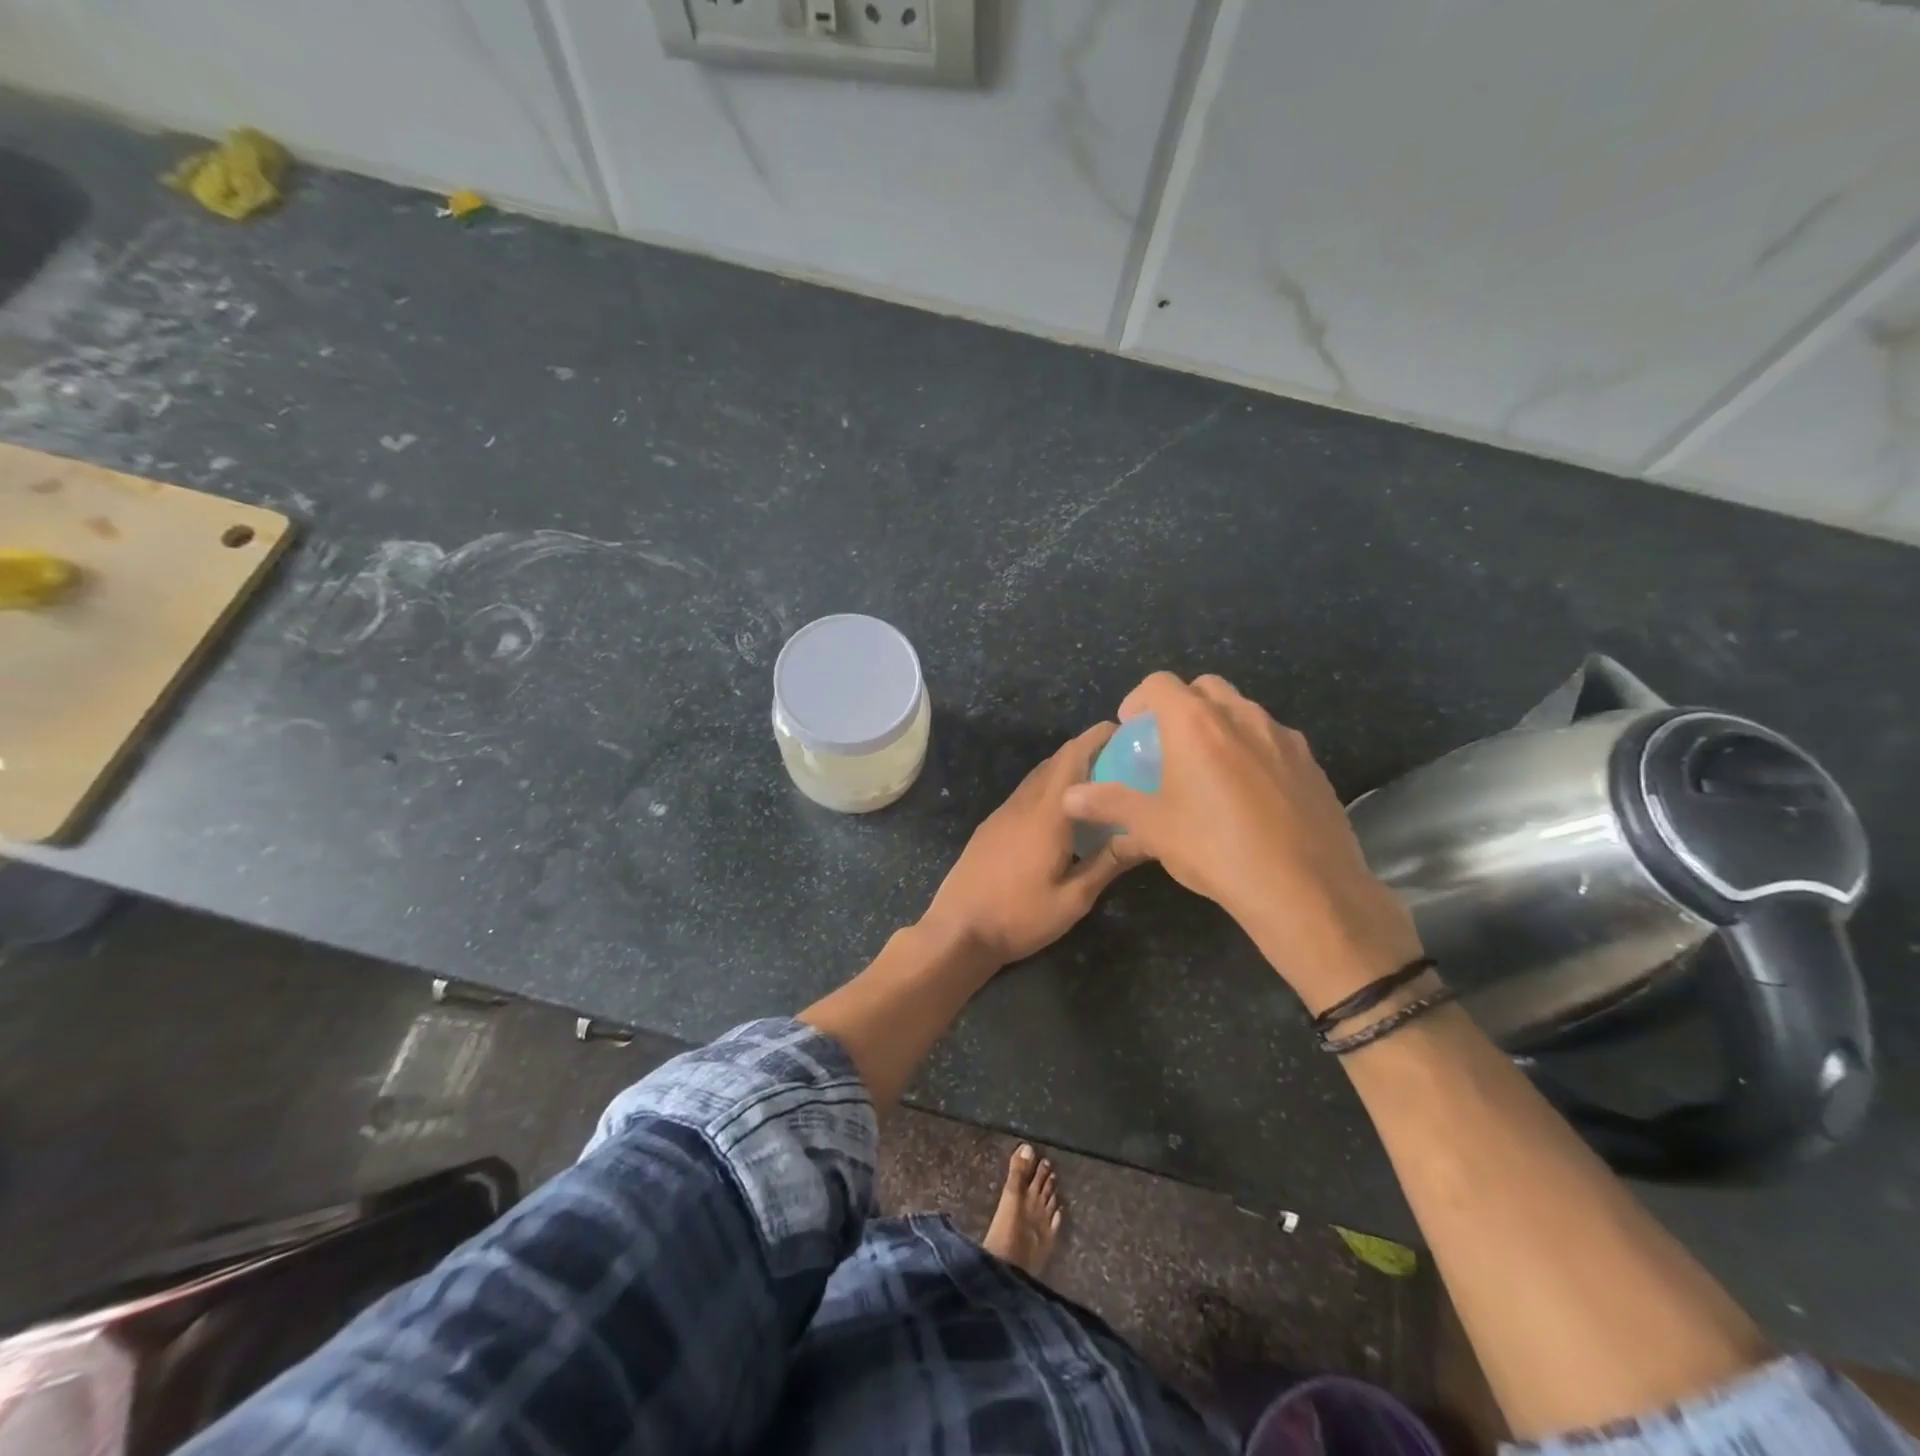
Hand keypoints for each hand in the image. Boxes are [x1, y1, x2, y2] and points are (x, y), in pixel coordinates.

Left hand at [921, 723, 1136, 966]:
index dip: (1098, 738)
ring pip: (1039, 777)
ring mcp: (1003, 813)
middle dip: (1088, 751)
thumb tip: (1147, 835)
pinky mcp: (991, 827)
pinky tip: (1065, 813)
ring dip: (1067, 770)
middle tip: (1123, 760)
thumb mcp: (1073, 899)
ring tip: (1100, 784)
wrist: (958, 931)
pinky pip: (1026, 794)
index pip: (1073, 758)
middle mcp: (1023, 803)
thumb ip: (1108, 863)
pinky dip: (1050, 789)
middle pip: (1056, 762)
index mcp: (1046, 814)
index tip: (1126, 732)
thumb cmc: (1019, 917)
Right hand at [1061, 673, 1420, 1010]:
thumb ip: (1110, 803)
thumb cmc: (1214, 848)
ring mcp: (1283, 738)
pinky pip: (1274, 742)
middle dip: (1182, 705)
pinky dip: (1253, 751)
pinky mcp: (1312, 764)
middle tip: (1168, 743)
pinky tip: (1250, 795)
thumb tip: (1069, 796)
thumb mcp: (1153, 827)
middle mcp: (1242, 716)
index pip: (1160, 684)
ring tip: (1208, 769)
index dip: (1139, 699)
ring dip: (1220, 725)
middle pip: (1205, 688)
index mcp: (1196, 723)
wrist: (1303, 889)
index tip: (1131, 727)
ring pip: (1244, 712)